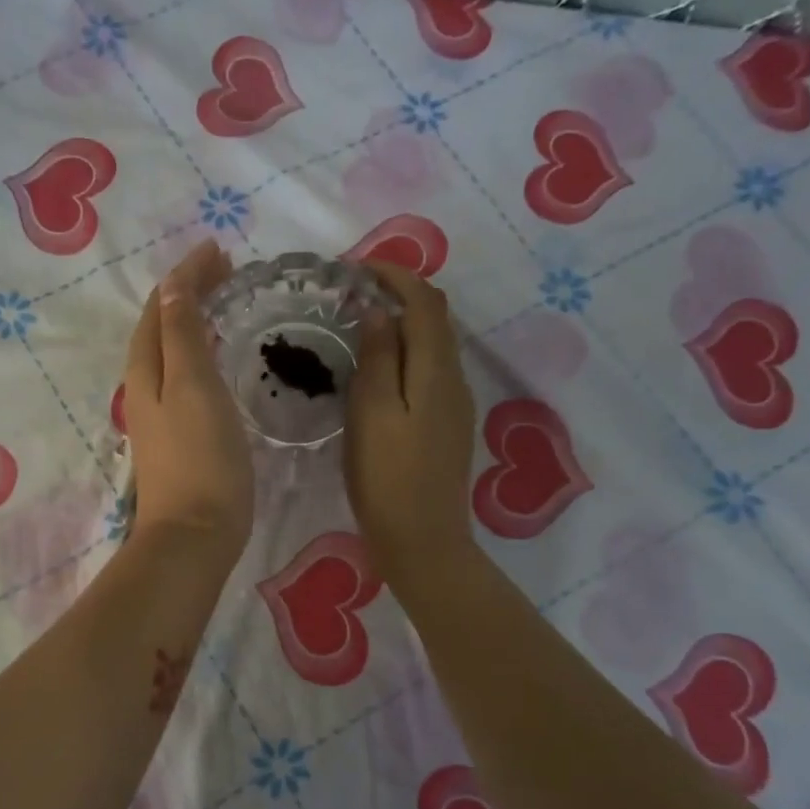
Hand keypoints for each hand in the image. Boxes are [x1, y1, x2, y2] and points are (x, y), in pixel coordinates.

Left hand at [123, 241, 253, 569]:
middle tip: (226, 271)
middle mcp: (145, 387)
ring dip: (192, 321)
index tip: (219, 251)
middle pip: (161, 326)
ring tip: (223, 303)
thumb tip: (172, 288)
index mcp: (146, 370)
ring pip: (171, 352)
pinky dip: (199, 352)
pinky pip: (184, 376)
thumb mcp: (193, 387)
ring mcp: (159, 414)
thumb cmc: (201, 458)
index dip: (185, 276)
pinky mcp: (178, 436)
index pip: (160, 307)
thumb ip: (182, 336)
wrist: (194, 535)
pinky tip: (218, 360)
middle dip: (187, 293)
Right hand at [344, 263, 478, 587]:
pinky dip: (406, 352)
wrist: (423, 541)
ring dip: (403, 323)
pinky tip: (379, 368)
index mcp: (436, 371)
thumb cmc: (387, 478)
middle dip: (400, 293)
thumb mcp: (372, 413)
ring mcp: (455, 404)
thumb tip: (378, 311)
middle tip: (354, 291)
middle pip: (435, 319)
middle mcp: (454, 379)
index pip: (424, 302)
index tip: (357, 267)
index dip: (396, 275)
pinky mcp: (447, 425)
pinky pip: (430, 370)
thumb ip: (377, 358)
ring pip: (434, 345)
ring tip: (360, 324)